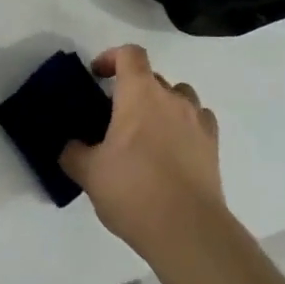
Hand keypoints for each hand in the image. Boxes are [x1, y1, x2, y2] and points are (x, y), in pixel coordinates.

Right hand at [61, 44, 225, 258]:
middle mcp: (172, 98)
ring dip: (161, 105)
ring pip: (179, 96)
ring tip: (147, 133)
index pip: (130, 54)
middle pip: (152, 77)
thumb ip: (74, 153)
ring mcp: (197, 120)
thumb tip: (71, 146)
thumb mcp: (89, 173)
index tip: (97, 76)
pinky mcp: (213, 145)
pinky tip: (173, 149)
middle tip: (114, 117)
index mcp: (140, 94)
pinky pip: (198, 120)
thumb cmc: (133, 191)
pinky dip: (184, 126)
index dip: (112, 57)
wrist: (187, 229)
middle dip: (132, 89)